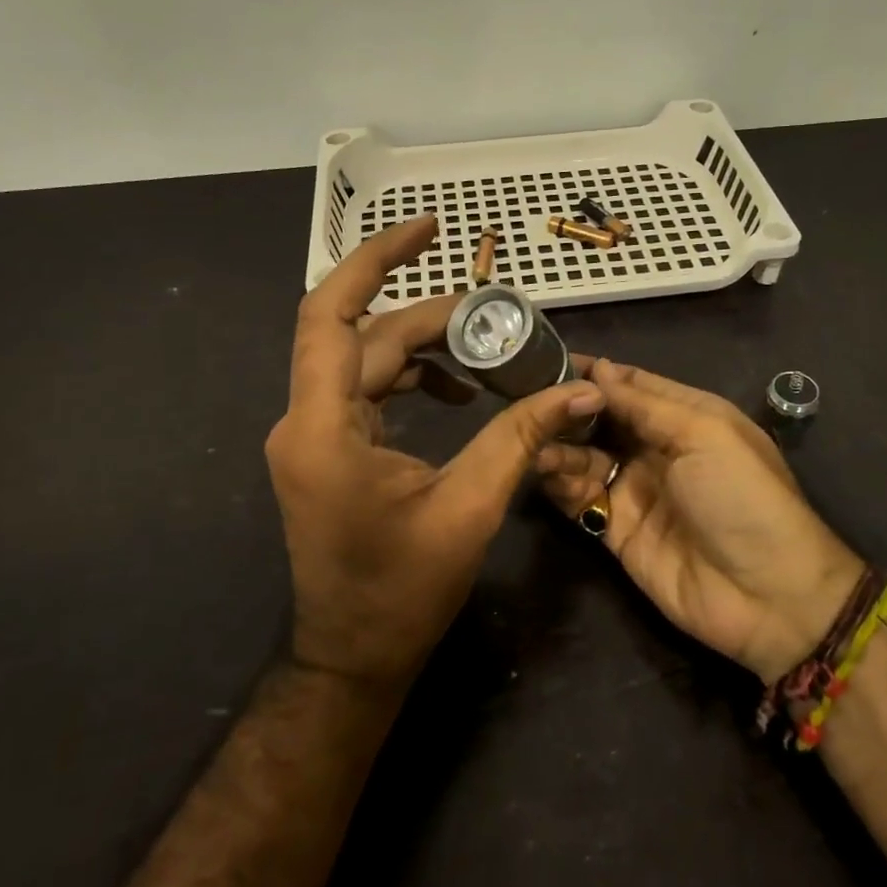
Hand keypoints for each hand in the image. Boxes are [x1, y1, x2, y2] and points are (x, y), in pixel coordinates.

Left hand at [265, 216, 606, 691]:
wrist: (353, 657)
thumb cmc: (403, 593)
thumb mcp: (470, 509)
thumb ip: (521, 438)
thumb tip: (581, 391)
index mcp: (322, 429)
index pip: (331, 314)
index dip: (375, 260)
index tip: (429, 229)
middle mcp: (304, 421)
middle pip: (363, 337)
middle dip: (429, 317)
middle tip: (496, 314)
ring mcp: (312, 436)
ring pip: (364, 361)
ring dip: (423, 348)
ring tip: (486, 351)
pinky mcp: (328, 450)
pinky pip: (366, 391)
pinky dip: (411, 379)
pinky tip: (459, 392)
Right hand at [537, 360, 864, 682]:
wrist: (767, 595)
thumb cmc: (742, 497)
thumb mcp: (703, 434)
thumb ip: (645, 404)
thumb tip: (599, 368)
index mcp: (686, 417)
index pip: (631, 384)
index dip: (594, 372)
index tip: (546, 360)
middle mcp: (656, 448)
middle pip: (601, 419)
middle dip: (567, 408)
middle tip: (525, 398)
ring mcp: (635, 489)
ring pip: (584, 456)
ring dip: (558, 444)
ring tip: (532, 437)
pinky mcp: (616, 529)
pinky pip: (579, 498)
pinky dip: (558, 482)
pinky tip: (539, 468)